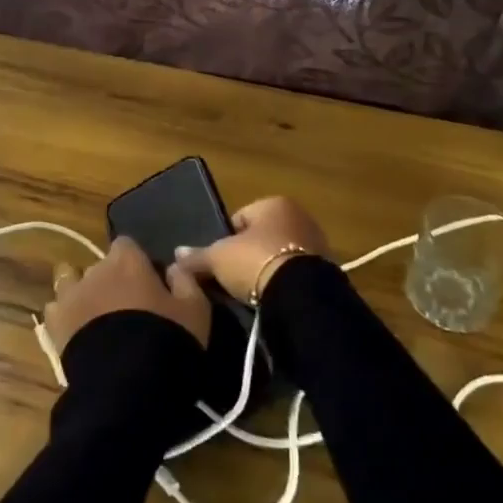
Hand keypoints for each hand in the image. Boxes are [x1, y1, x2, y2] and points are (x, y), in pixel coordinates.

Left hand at [44, 237, 210, 351]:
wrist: (128, 380)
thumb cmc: (167, 339)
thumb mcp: (195, 310)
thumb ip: (185, 281)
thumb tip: (175, 268)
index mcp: (128, 260)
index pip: (127, 245)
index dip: (137, 262)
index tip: (148, 283)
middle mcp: (95, 269)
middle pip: (101, 265)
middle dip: (111, 280)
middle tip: (126, 308)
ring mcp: (70, 294)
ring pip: (70, 280)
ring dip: (82, 292)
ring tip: (95, 317)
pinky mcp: (54, 322)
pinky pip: (55, 309)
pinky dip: (64, 316)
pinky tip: (76, 333)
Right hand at [171, 195, 329, 301]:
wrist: (300, 296)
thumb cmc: (255, 261)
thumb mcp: (218, 258)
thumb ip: (197, 255)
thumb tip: (176, 254)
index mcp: (274, 203)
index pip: (240, 218)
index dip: (226, 241)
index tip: (220, 262)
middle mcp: (299, 216)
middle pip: (261, 236)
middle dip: (248, 256)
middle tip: (234, 278)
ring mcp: (316, 243)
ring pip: (279, 255)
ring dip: (266, 270)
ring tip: (252, 293)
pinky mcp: (326, 270)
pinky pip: (294, 273)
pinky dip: (282, 283)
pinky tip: (272, 299)